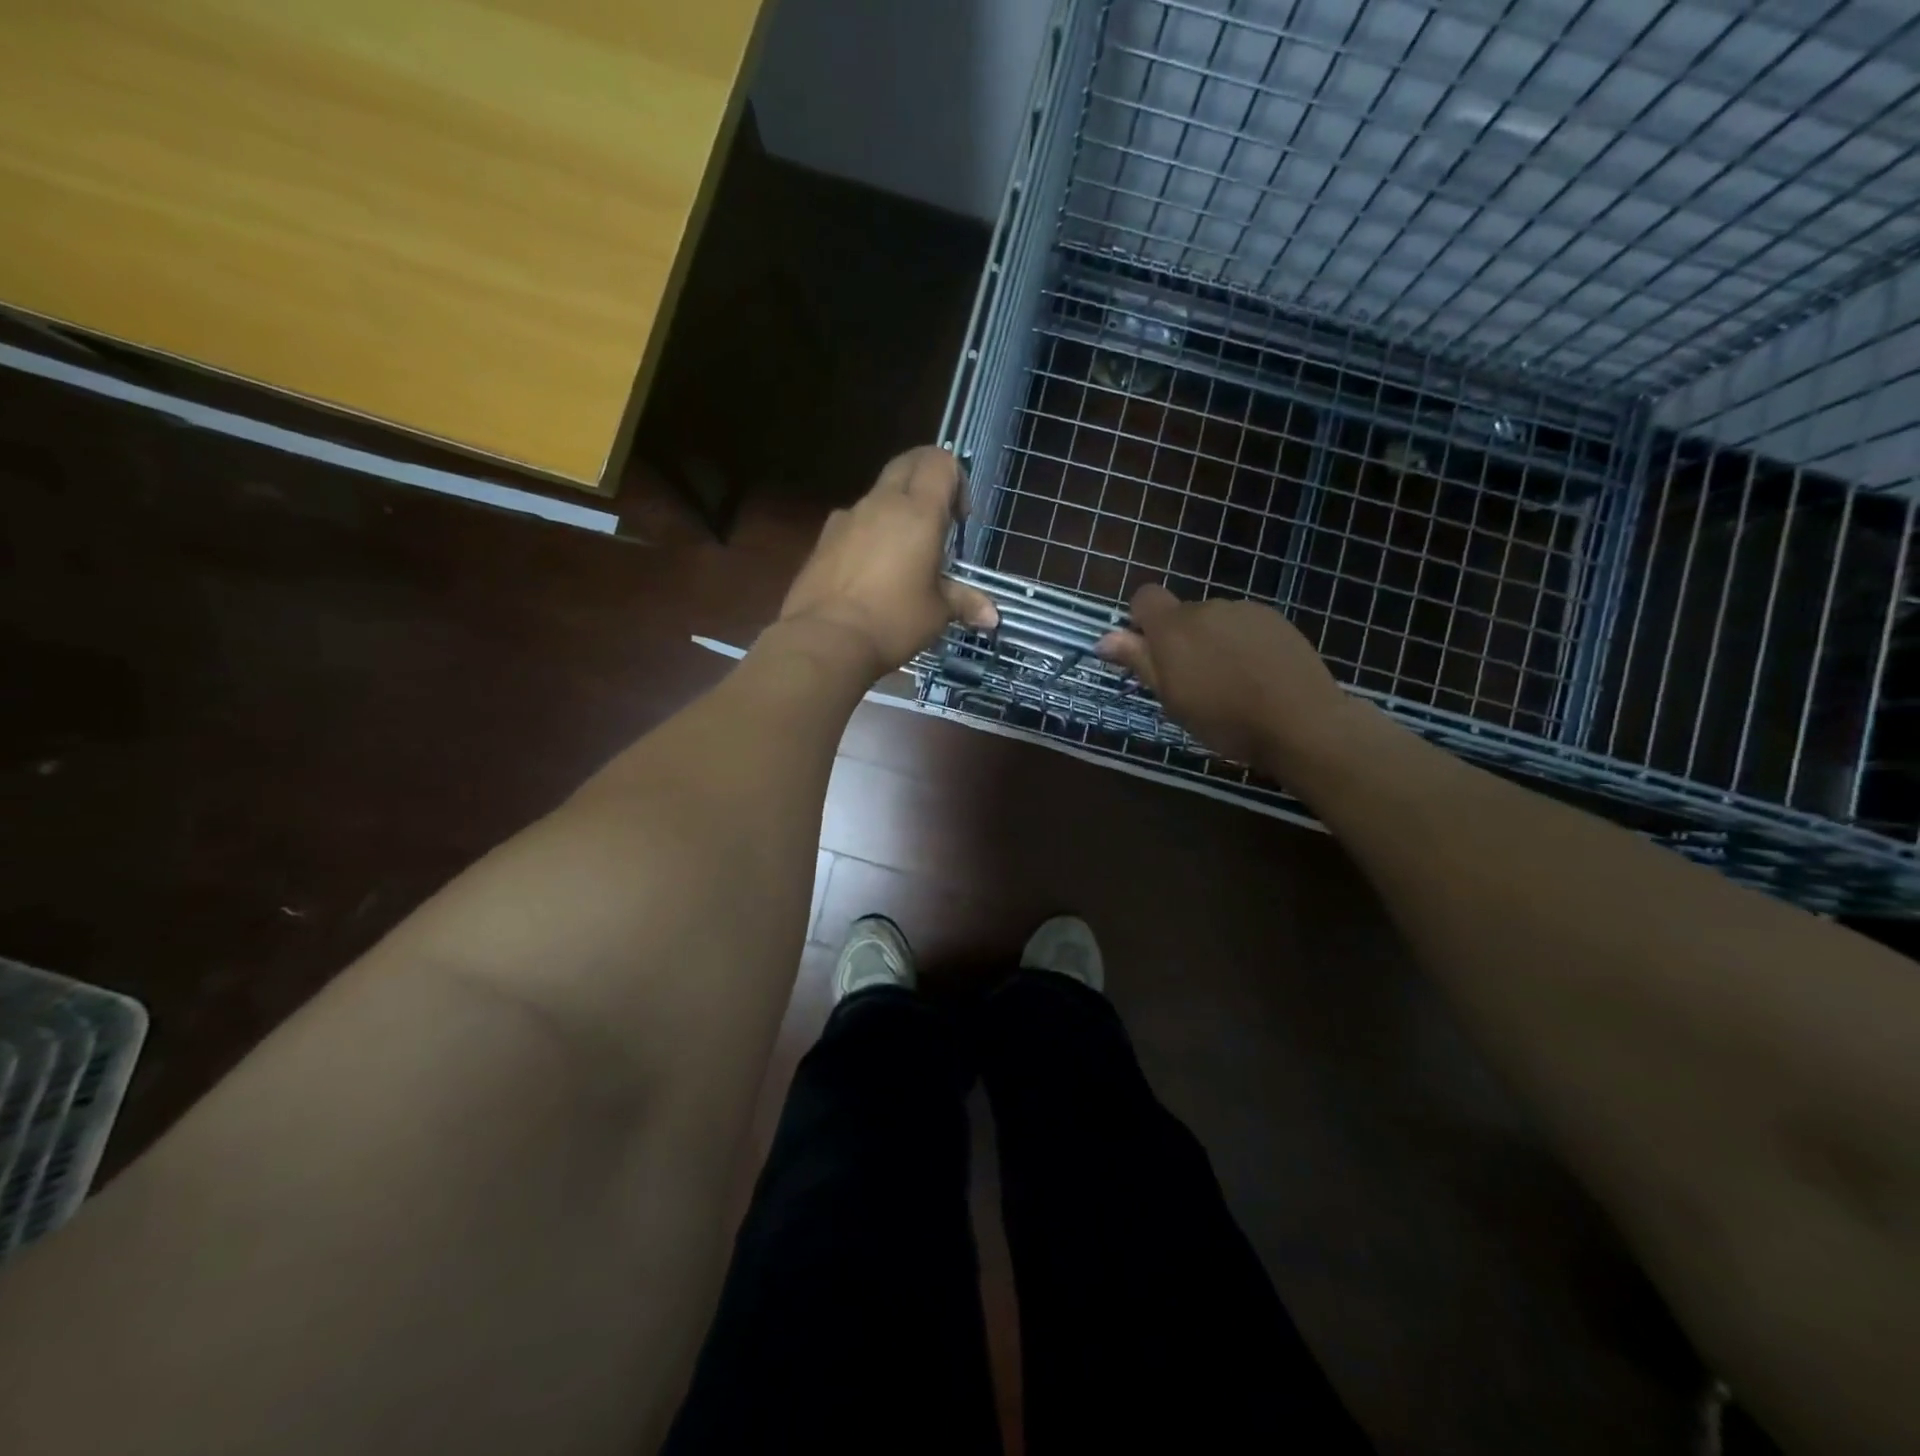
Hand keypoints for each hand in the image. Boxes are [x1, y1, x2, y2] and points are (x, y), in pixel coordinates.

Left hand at [779, 447, 998, 680]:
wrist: (825, 639)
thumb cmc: (893, 621)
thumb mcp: (937, 614)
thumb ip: (964, 603)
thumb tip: (992, 616)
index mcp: (918, 512)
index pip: (940, 462)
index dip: (956, 480)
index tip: (959, 521)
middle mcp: (881, 503)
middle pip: (907, 464)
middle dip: (926, 481)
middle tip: (937, 523)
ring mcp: (847, 518)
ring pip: (878, 494)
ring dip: (896, 510)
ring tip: (903, 557)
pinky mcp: (823, 539)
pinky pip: (854, 522)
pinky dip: (869, 533)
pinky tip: (870, 573)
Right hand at [1096, 583, 1351, 770]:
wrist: (1300, 722)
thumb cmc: (1224, 719)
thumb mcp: (1172, 698)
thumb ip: (1139, 661)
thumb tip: (1104, 638)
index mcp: (1174, 627)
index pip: (1144, 597)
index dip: (1141, 620)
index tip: (1150, 654)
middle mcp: (1207, 607)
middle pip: (1182, 614)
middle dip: (1181, 640)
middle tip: (1193, 683)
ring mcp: (1245, 611)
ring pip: (1215, 621)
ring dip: (1213, 642)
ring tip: (1231, 683)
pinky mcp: (1275, 620)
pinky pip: (1245, 626)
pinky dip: (1242, 645)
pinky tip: (1258, 676)